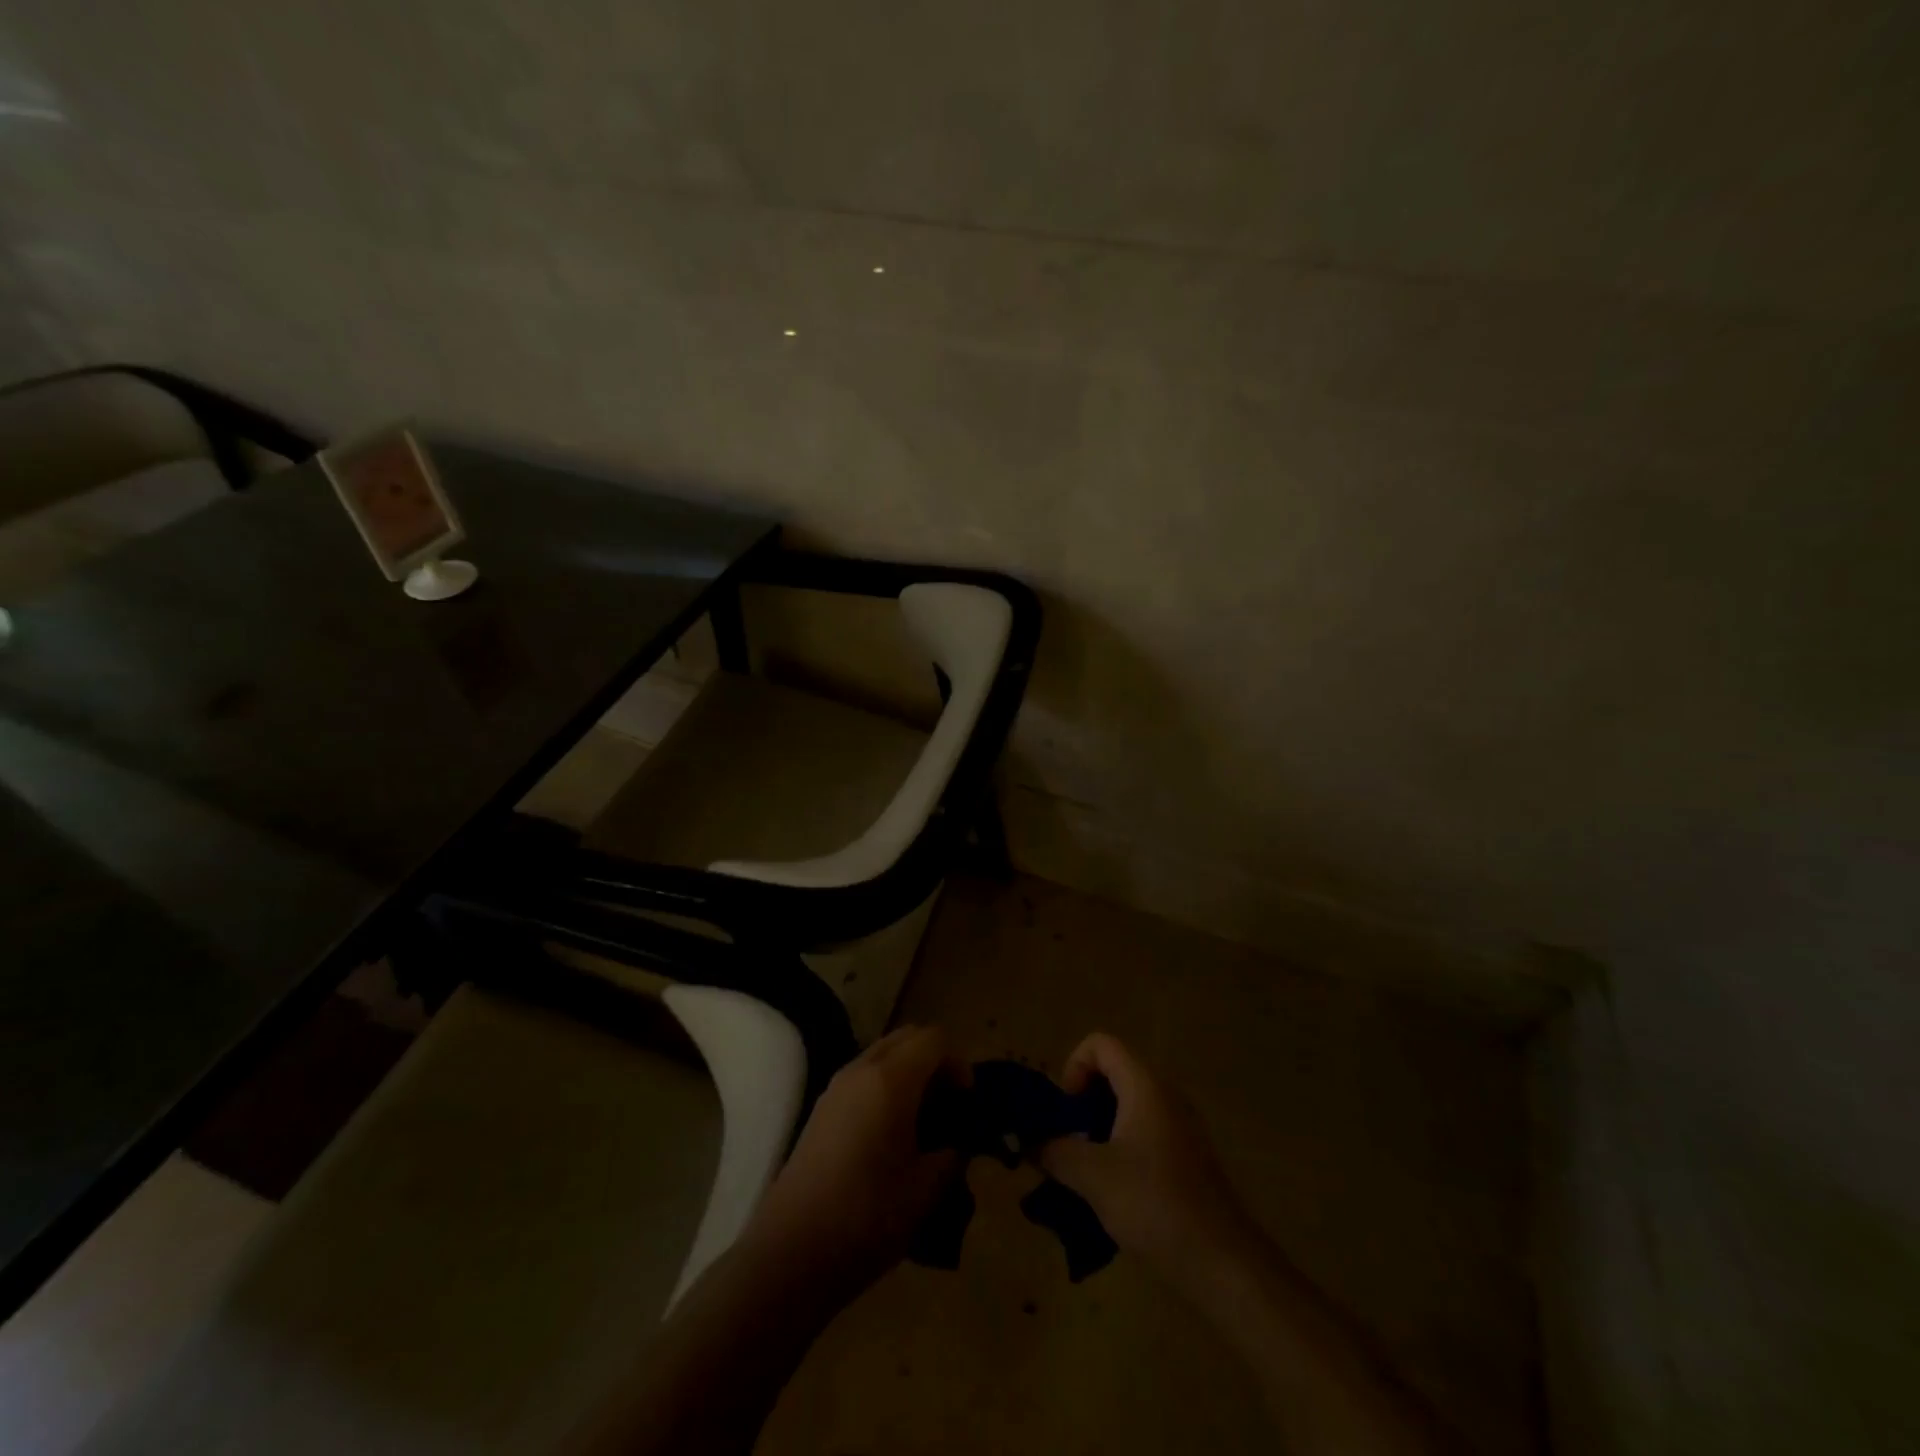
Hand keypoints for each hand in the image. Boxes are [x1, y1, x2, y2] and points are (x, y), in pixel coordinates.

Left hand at [745, 1026, 966, 1297]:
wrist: (790, 1254)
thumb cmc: (866, 1217)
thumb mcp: (926, 1190)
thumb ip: (951, 1155)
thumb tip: (956, 1144)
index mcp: (891, 1079)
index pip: (934, 1039)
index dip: (958, 1064)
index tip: (966, 1104)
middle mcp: (861, 1070)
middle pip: (908, 1037)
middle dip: (935, 1062)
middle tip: (948, 1106)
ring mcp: (836, 1087)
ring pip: (883, 1054)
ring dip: (909, 1073)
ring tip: (921, 1124)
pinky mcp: (821, 1109)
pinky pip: (863, 1077)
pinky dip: (885, 1088)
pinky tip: (890, 1137)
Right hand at [1037, 1033, 1253, 1290]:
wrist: (1223, 1263)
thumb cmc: (1155, 1204)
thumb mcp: (1092, 1176)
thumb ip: (1054, 1150)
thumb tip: (1028, 1139)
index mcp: (1145, 1085)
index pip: (1100, 1043)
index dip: (1073, 1067)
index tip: (1066, 1111)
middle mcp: (1165, 1094)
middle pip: (1113, 1072)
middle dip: (1082, 1102)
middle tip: (1067, 1141)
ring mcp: (1179, 1126)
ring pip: (1127, 1105)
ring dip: (1098, 1128)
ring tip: (1083, 1170)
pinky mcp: (1186, 1156)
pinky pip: (1143, 1131)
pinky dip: (1119, 1147)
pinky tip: (1111, 1190)